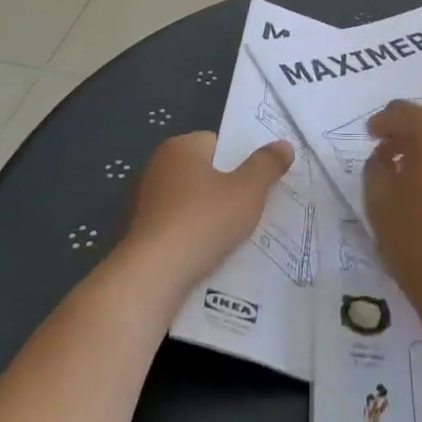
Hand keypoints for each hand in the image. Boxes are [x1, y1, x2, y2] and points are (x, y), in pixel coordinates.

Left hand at [122, 132, 291, 291]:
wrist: (151, 277)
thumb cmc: (202, 222)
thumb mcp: (248, 191)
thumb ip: (267, 165)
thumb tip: (284, 145)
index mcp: (179, 147)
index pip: (218, 144)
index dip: (239, 162)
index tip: (256, 185)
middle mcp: (156, 166)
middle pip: (202, 172)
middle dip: (224, 189)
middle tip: (249, 210)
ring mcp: (142, 200)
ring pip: (188, 201)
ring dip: (206, 215)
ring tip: (231, 237)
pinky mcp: (136, 232)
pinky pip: (173, 227)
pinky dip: (188, 236)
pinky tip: (204, 255)